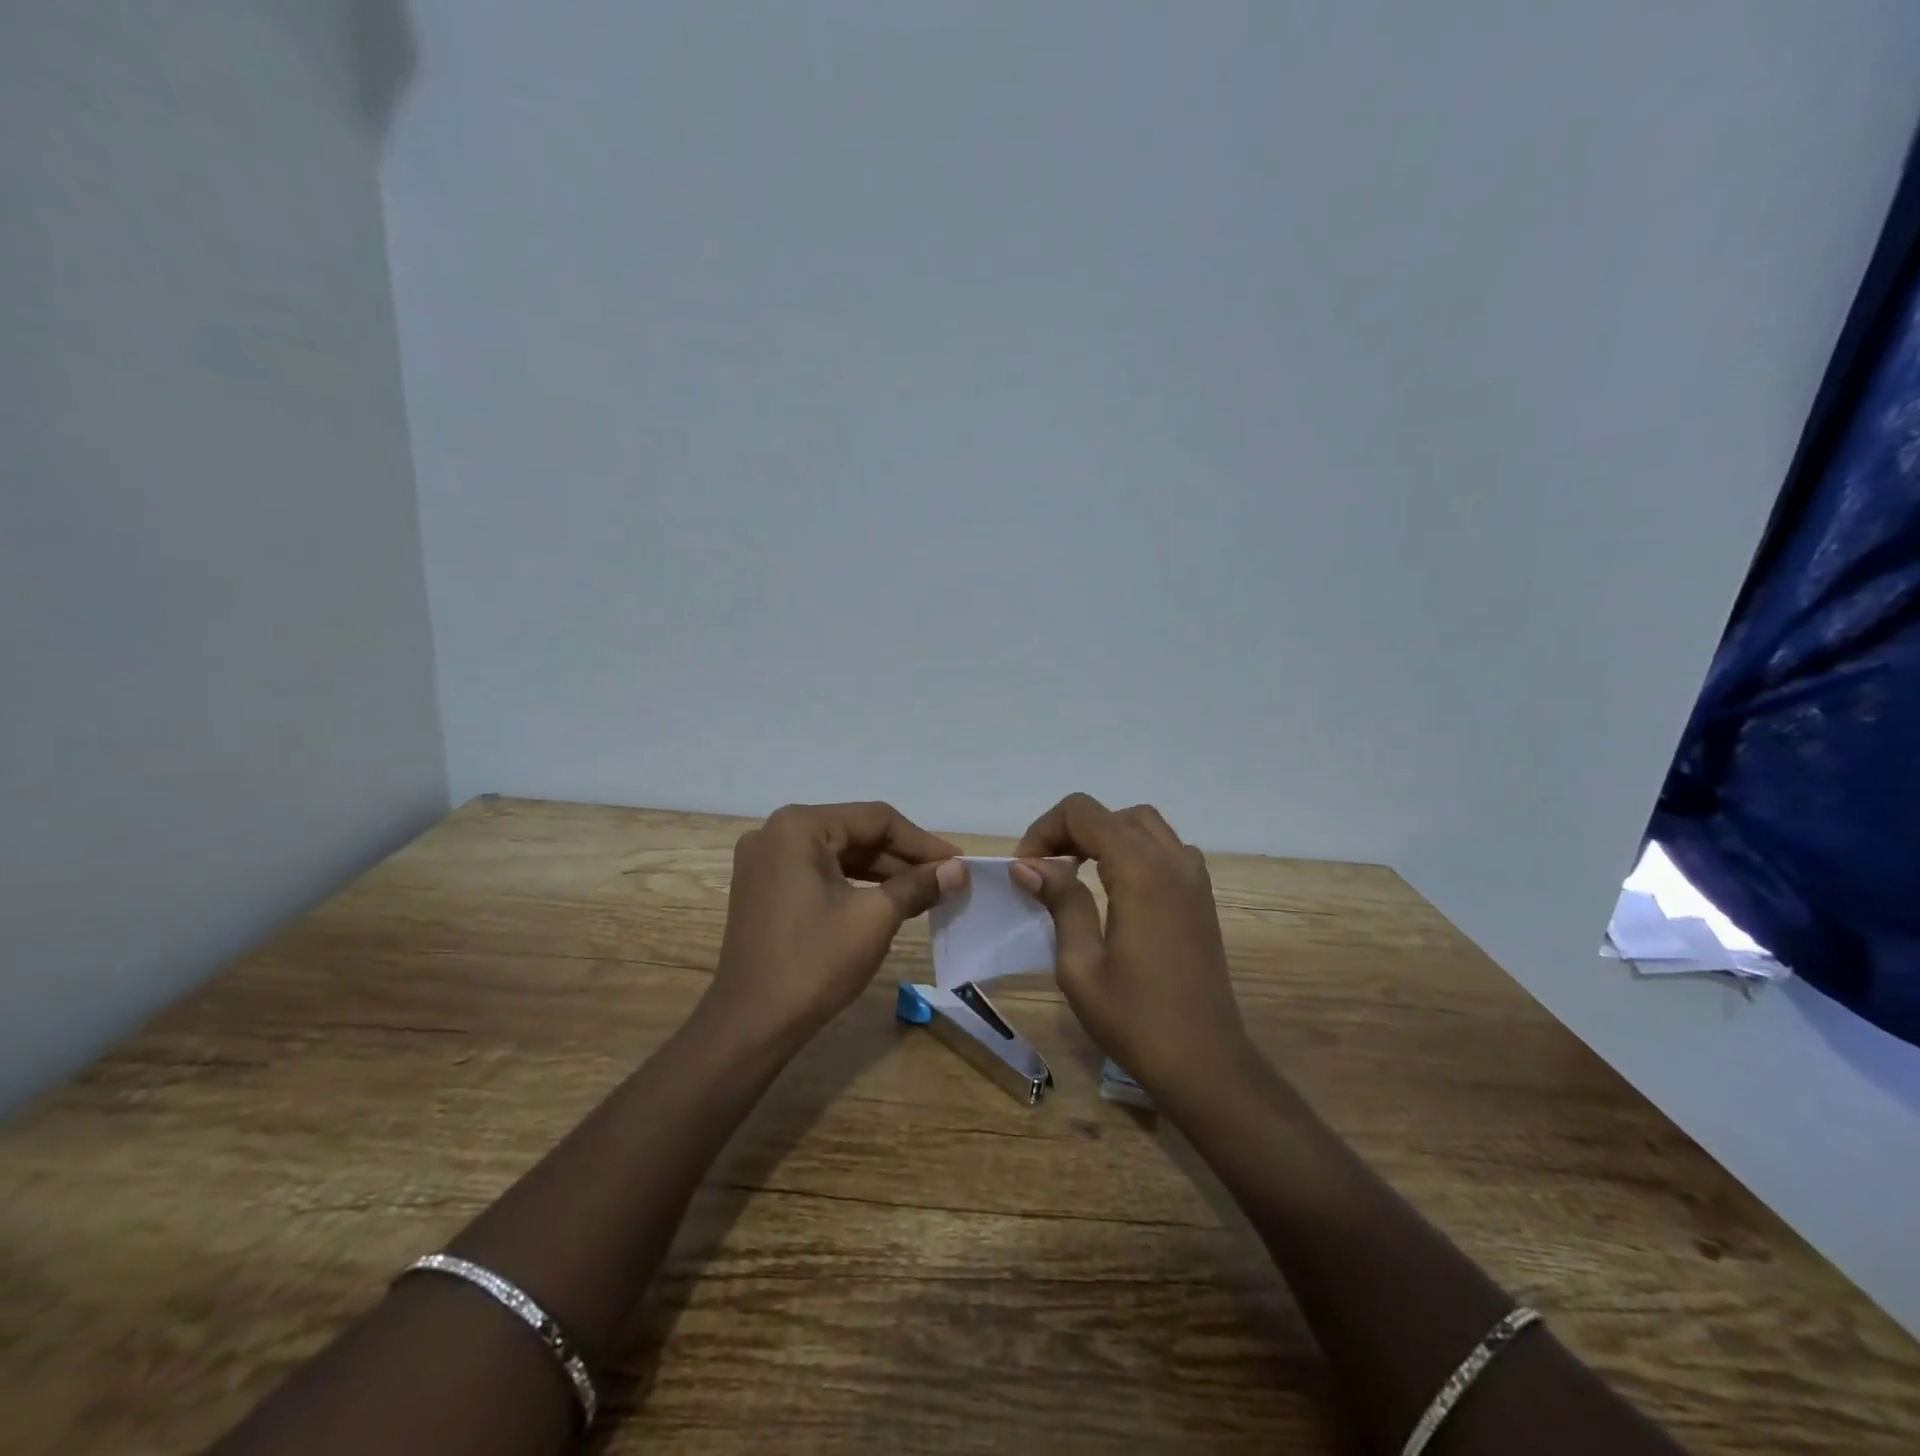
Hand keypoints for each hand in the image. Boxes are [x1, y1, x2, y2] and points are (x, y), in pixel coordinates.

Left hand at [707, 802, 965, 1046]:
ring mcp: (765, 861)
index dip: (922, 842)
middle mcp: (776, 832)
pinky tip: (886, 901)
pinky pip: (819, 873)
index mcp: (798, 826)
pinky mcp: (763, 888)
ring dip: (882, 872)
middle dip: (903, 858)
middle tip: (946, 880)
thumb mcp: (874, 919)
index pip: (875, 819)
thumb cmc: (814, 963)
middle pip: (855, 833)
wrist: (750, 1025)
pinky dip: (854, 884)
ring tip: (925, 892)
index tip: (959, 863)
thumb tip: (958, 869)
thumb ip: (918, 885)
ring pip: (838, 854)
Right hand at [1011, 793, 1250, 1105]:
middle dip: (1071, 830)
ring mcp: (1194, 877)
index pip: (1084, 813)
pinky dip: (1134, 850)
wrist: (1205, 1063)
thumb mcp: (1081, 965)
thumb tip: (1028, 864)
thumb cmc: (1135, 1020)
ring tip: (1076, 873)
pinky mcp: (1202, 896)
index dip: (1045, 829)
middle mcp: (1172, 861)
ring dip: (1104, 835)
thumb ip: (1060, 902)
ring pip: (1142, 825)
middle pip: (1113, 814)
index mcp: (1141, 872)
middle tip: (1045, 870)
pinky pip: (1166, 848)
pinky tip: (1116, 888)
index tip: (1026, 869)